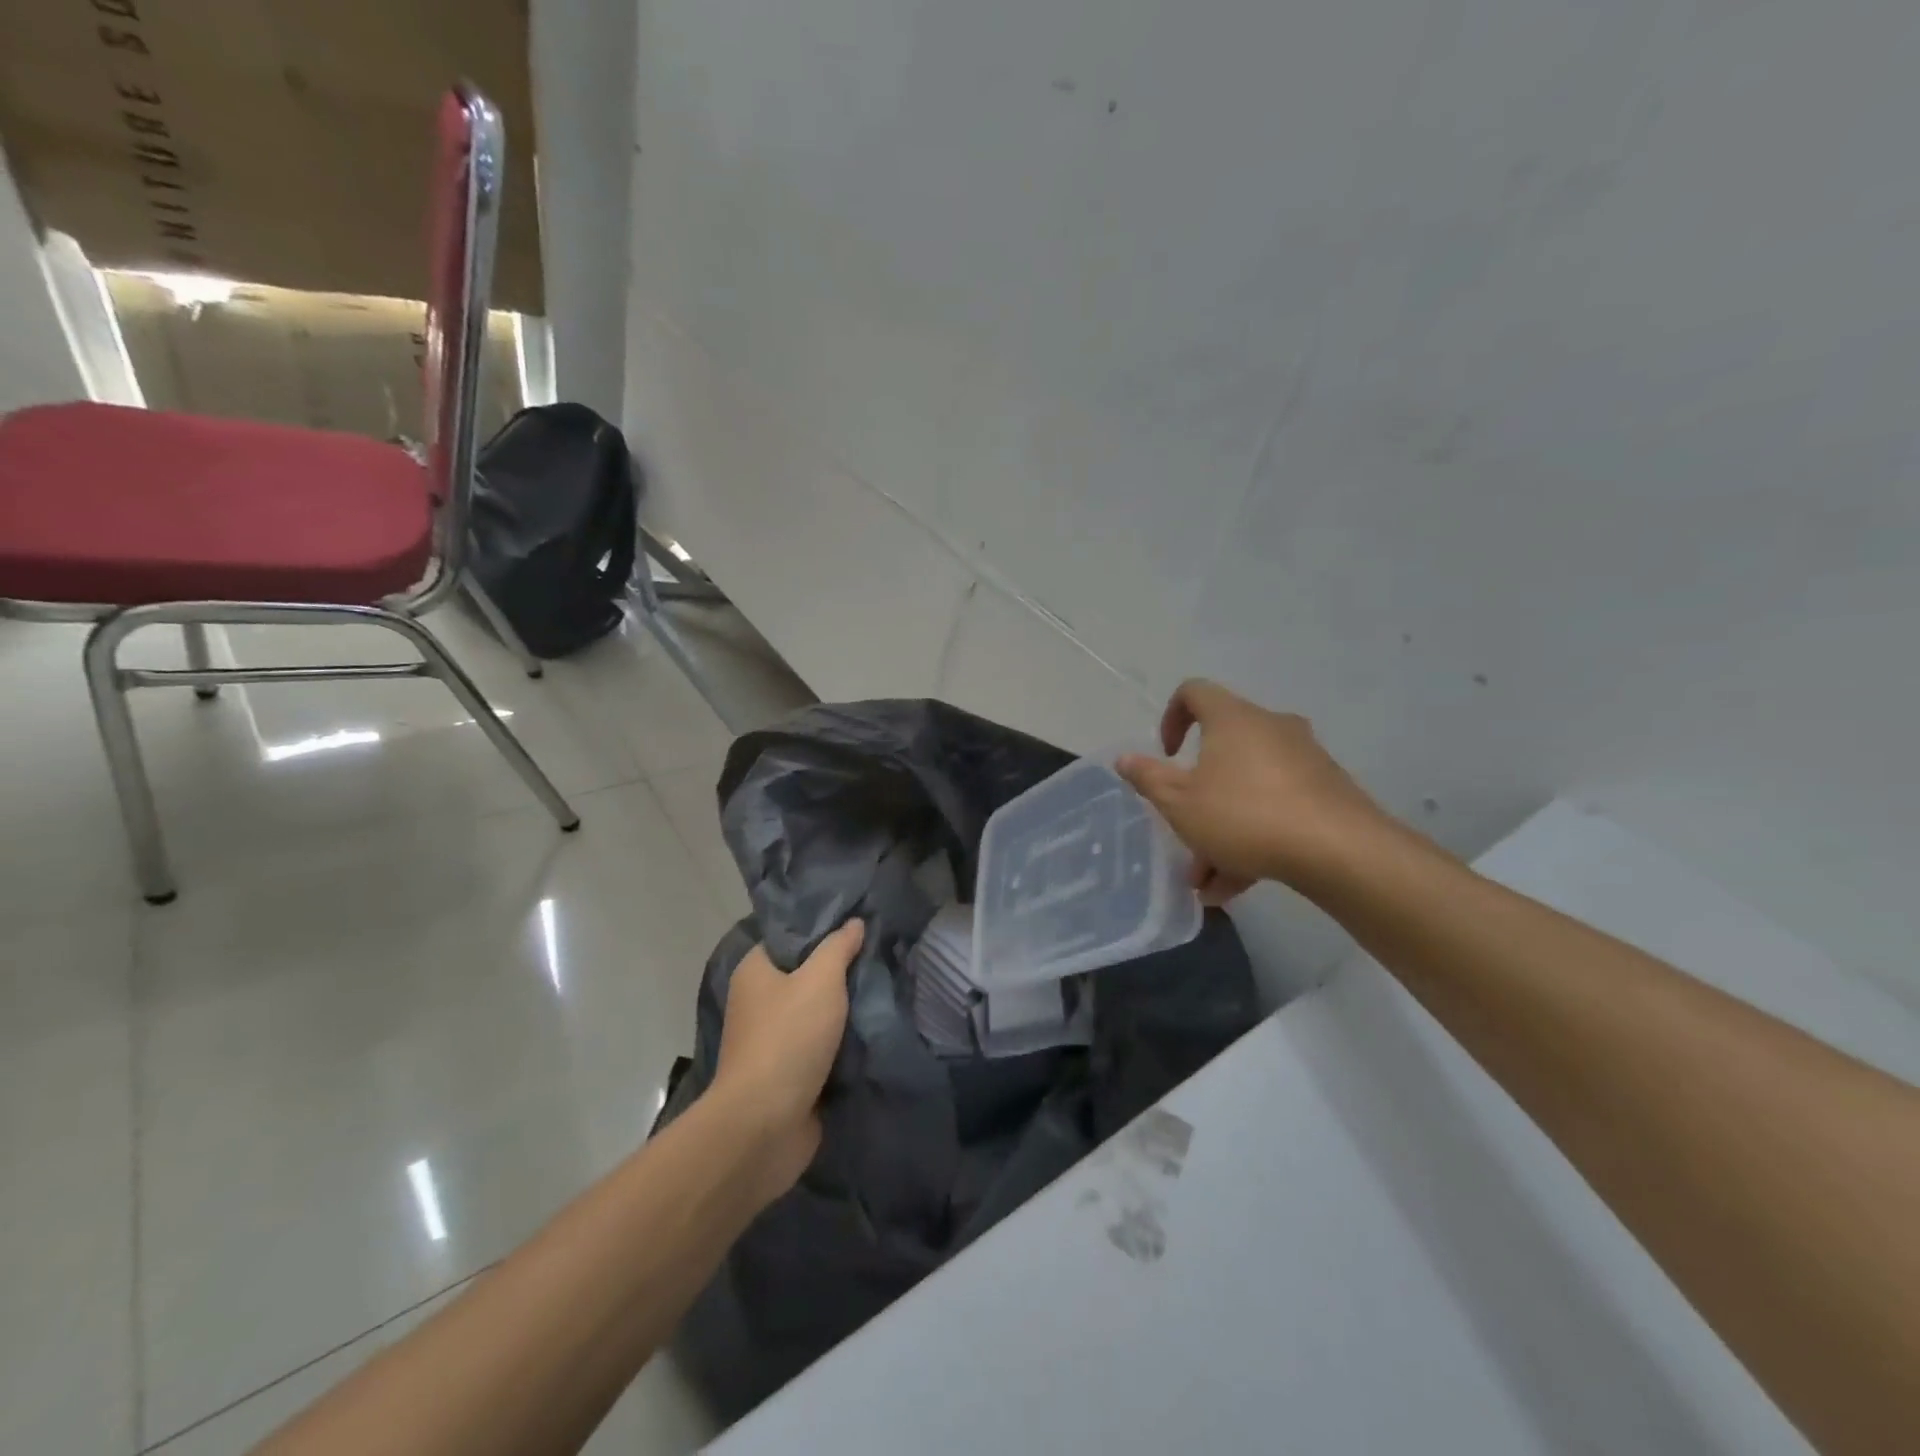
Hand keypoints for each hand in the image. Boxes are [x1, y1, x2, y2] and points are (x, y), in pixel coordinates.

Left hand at [710, 920, 865, 1204]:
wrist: (765, 1126)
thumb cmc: (787, 1040)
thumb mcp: (819, 980)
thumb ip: (838, 948)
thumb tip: (853, 923)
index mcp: (755, 971)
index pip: (791, 935)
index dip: (823, 927)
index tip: (860, 921)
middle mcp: (760, 1001)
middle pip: (808, 973)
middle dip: (843, 968)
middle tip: (883, 952)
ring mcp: (775, 1040)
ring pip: (820, 1012)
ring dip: (848, 1008)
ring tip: (889, 985)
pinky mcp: (792, 1073)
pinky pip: (825, 1046)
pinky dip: (847, 1041)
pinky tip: (879, 1025)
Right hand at [1117, 679, 1388, 901]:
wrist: (1340, 850)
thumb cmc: (1244, 815)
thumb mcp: (1180, 803)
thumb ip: (1148, 778)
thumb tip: (1124, 758)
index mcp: (1233, 719)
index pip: (1194, 692)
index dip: (1170, 718)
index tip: (1166, 755)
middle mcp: (1271, 728)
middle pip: (1222, 752)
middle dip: (1196, 796)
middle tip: (1182, 833)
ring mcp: (1304, 760)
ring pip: (1248, 789)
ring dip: (1221, 829)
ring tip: (1206, 881)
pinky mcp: (1327, 792)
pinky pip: (1277, 808)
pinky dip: (1253, 838)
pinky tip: (1237, 886)